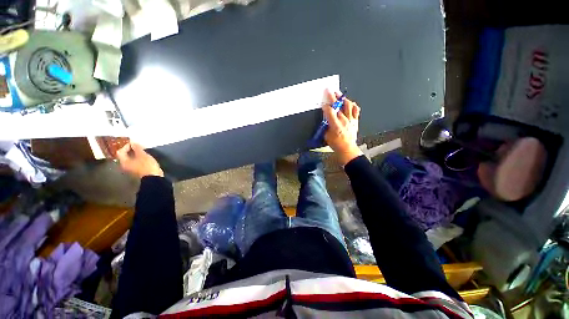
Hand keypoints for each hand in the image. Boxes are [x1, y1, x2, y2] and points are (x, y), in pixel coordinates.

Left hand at [116, 142, 163, 178]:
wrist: (153, 178)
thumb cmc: (147, 166)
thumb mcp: (143, 155)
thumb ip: (137, 148)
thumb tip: (133, 141)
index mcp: (124, 161)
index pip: (121, 151)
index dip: (126, 146)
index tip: (135, 143)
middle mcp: (124, 165)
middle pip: (124, 156)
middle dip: (131, 150)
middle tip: (138, 147)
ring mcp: (130, 169)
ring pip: (130, 160)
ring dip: (135, 155)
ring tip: (142, 152)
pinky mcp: (136, 171)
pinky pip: (135, 163)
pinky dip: (138, 159)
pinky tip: (144, 158)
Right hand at [322, 90, 362, 165]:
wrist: (347, 148)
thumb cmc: (336, 144)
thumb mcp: (326, 136)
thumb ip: (325, 127)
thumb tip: (325, 120)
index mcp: (335, 125)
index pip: (330, 111)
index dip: (325, 106)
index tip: (323, 103)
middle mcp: (344, 120)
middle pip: (338, 106)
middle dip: (332, 97)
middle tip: (329, 91)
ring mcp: (350, 119)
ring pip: (348, 105)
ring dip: (342, 98)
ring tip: (338, 94)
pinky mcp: (355, 120)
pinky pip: (355, 110)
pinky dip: (352, 105)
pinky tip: (349, 103)